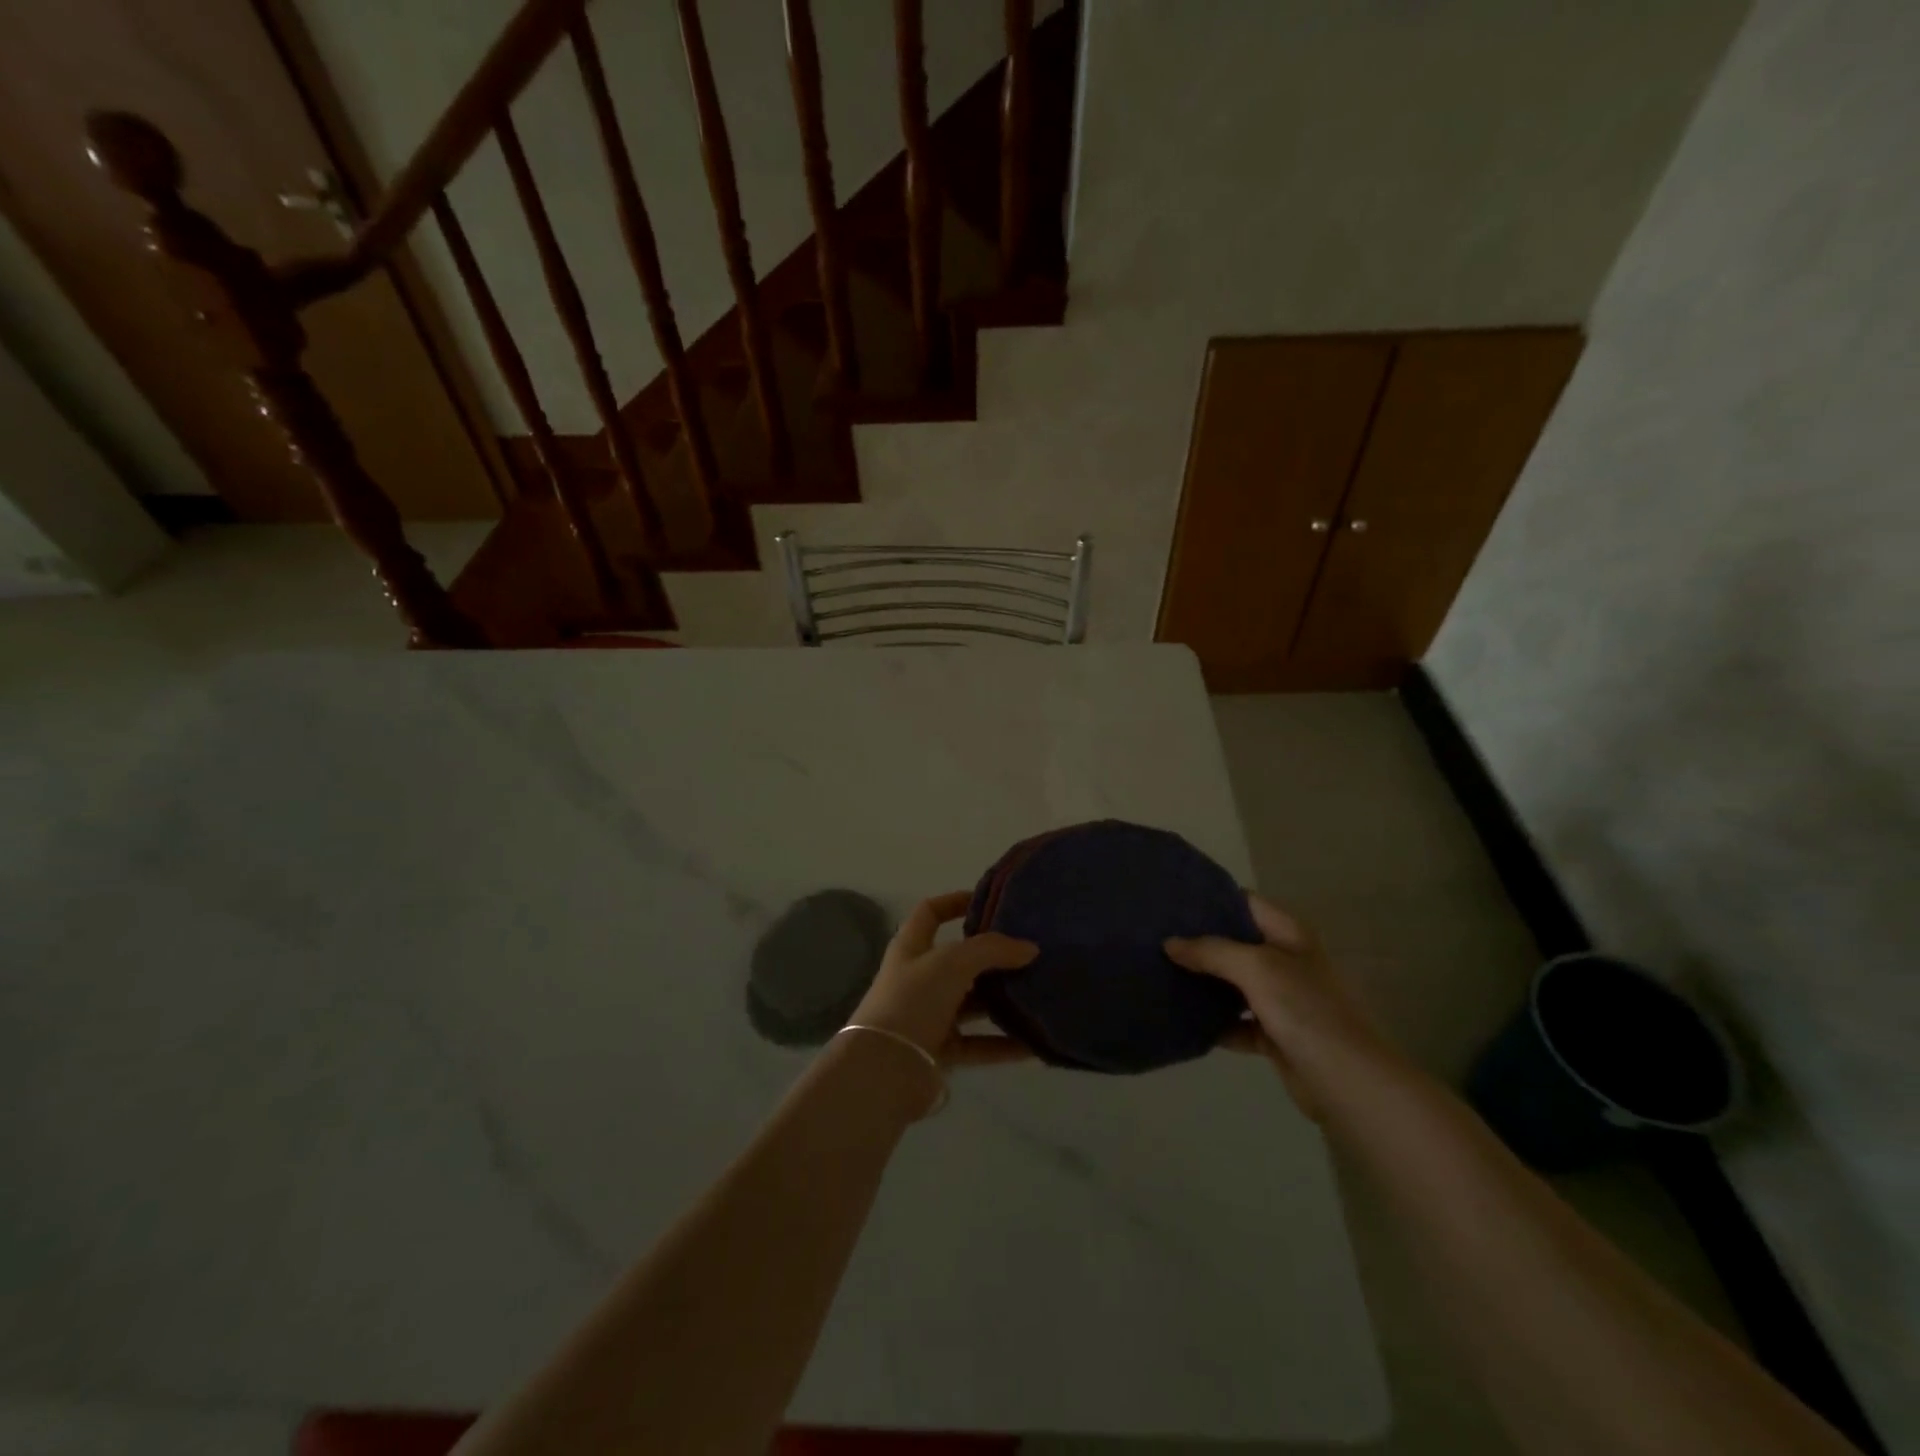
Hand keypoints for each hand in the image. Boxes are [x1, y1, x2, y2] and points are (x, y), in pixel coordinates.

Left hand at [849, 892, 1037, 1067]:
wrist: (885, 1069)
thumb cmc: (913, 1000)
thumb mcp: (952, 962)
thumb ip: (992, 950)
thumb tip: (1029, 948)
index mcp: (911, 948)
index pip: (930, 912)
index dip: (955, 901)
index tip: (989, 901)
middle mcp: (918, 978)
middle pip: (959, 960)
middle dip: (992, 956)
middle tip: (1029, 952)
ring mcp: (929, 1016)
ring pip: (972, 1003)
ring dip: (1002, 1000)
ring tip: (1039, 993)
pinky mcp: (941, 1051)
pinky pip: (979, 1043)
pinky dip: (1004, 1043)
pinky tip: (1035, 1043)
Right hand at [1165, 894, 1395, 1117]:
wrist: (1346, 1081)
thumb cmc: (1304, 1010)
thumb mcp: (1256, 968)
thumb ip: (1211, 951)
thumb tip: (1169, 943)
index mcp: (1288, 935)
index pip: (1245, 903)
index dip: (1211, 898)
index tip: (1171, 899)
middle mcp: (1285, 961)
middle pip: (1235, 943)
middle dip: (1199, 942)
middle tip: (1156, 936)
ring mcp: (1281, 999)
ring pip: (1232, 983)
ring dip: (1203, 982)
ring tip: (1159, 971)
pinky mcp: (1274, 1034)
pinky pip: (1235, 1022)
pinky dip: (1213, 1022)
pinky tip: (1183, 1019)